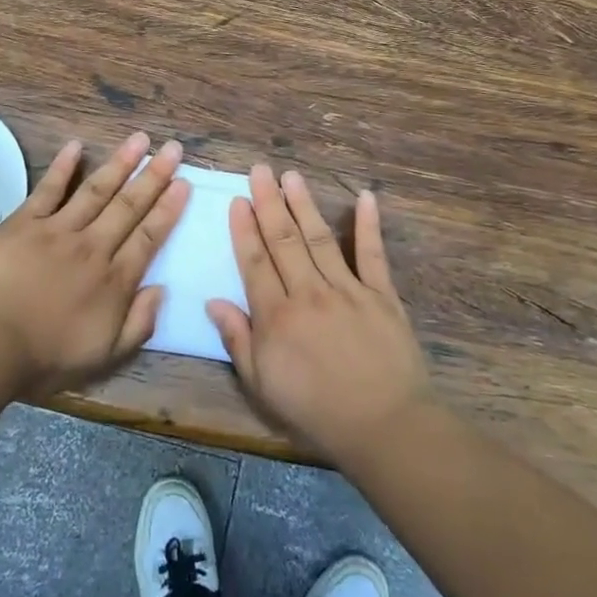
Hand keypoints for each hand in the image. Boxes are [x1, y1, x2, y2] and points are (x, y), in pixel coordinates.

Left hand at [0, 131, 188, 399]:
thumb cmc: (45, 357)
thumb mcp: (103, 357)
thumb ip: (138, 325)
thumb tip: (162, 289)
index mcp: (114, 281)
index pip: (148, 237)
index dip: (168, 209)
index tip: (184, 183)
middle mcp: (93, 247)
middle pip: (128, 206)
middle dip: (154, 176)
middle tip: (173, 148)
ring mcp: (58, 230)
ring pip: (96, 190)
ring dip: (120, 163)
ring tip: (140, 139)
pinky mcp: (24, 223)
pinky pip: (48, 189)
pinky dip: (62, 166)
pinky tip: (76, 145)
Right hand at [206, 166, 435, 463]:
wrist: (383, 426)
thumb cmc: (315, 411)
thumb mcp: (262, 386)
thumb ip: (238, 340)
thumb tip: (213, 301)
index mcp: (276, 316)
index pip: (254, 262)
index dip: (244, 229)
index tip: (237, 200)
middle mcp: (308, 293)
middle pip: (283, 240)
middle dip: (269, 203)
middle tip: (260, 170)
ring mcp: (348, 290)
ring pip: (319, 239)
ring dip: (304, 205)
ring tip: (291, 176)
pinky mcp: (382, 295)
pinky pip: (373, 255)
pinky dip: (369, 225)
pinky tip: (365, 197)